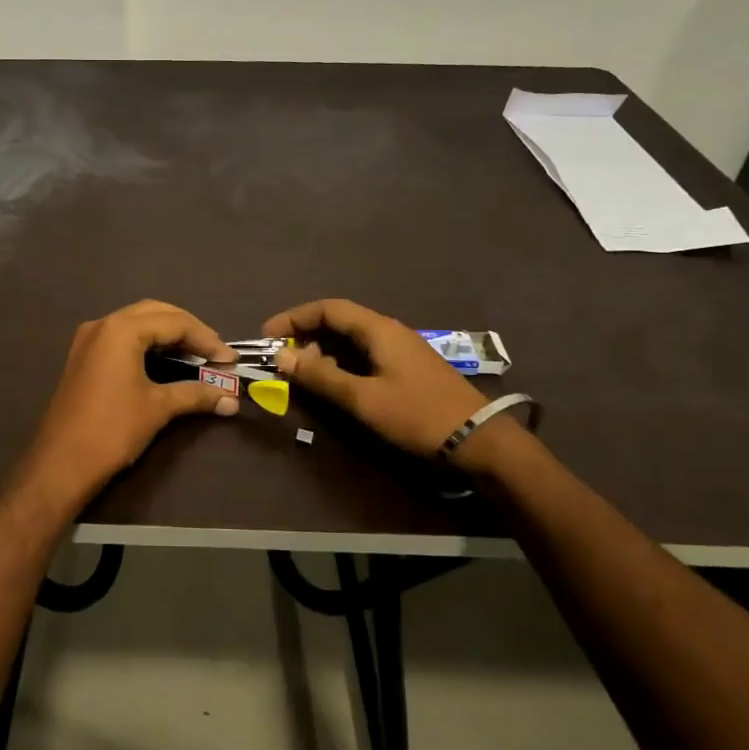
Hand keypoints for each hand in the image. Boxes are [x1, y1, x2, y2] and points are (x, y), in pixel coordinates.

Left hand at [17, 300, 238, 512]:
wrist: (61, 463)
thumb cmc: (112, 429)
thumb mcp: (158, 408)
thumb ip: (196, 395)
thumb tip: (231, 400)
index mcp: (121, 329)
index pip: (175, 322)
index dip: (207, 340)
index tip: (230, 361)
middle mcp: (103, 324)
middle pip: (156, 313)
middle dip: (189, 330)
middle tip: (215, 353)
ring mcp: (89, 339)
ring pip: (137, 322)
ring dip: (168, 334)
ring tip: (196, 356)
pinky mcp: (83, 356)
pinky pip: (122, 337)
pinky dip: (147, 343)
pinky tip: (166, 361)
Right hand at [263, 298, 487, 458]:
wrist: (480, 441)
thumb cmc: (417, 414)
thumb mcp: (363, 398)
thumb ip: (321, 377)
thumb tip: (281, 358)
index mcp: (378, 329)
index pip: (327, 308)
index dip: (294, 318)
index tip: (267, 336)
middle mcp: (388, 331)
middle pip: (338, 322)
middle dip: (305, 336)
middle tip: (283, 360)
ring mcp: (401, 350)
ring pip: (351, 340)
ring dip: (322, 352)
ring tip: (303, 375)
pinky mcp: (407, 369)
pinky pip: (364, 356)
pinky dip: (341, 364)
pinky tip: (334, 385)